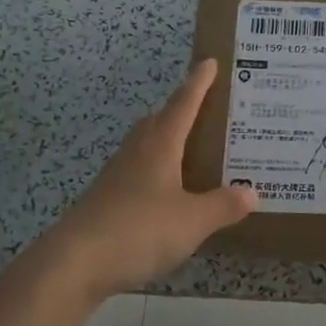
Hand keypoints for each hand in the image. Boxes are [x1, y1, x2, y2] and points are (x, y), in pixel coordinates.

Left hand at [43, 59, 255, 299]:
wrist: (74, 263)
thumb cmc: (139, 230)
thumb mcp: (193, 220)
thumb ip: (223, 206)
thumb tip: (251, 193)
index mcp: (159, 146)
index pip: (183, 105)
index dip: (198, 83)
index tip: (208, 61)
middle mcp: (136, 153)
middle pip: (158, 121)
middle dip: (180, 110)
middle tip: (205, 108)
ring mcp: (116, 177)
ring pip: (145, 147)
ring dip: (167, 141)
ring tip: (191, 149)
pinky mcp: (106, 201)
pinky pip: (138, 174)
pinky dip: (158, 173)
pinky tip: (168, 193)